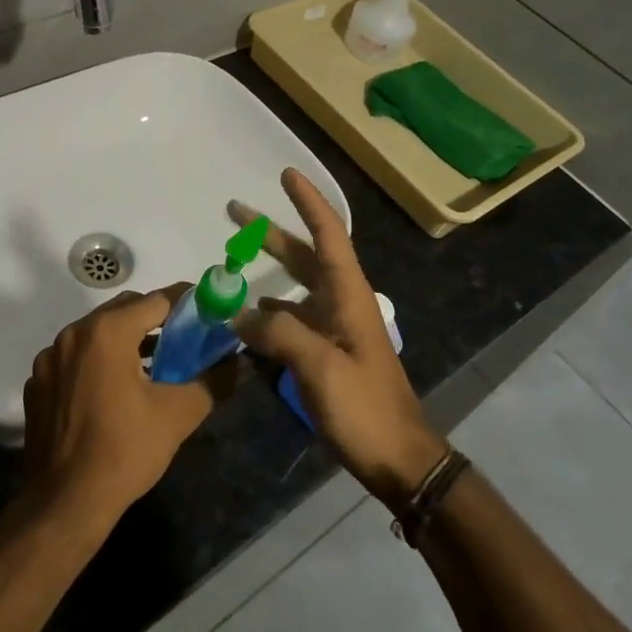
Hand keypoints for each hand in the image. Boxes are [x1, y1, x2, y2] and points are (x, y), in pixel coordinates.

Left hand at [22, 285, 230, 532]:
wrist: (64, 504)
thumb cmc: (124, 452)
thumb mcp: (178, 415)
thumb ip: (212, 380)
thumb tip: (236, 362)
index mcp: (107, 332)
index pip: (156, 300)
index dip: (186, 302)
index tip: (207, 309)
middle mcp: (73, 334)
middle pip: (124, 310)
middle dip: (155, 319)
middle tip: (183, 338)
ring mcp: (50, 358)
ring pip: (96, 332)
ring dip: (126, 339)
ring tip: (153, 364)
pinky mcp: (38, 382)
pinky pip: (75, 357)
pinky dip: (97, 361)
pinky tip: (113, 391)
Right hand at [232, 169, 447, 512]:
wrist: (399, 457)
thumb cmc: (365, 407)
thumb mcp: (320, 367)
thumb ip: (278, 332)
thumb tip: (239, 313)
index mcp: (348, 294)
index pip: (328, 233)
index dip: (308, 201)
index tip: (286, 174)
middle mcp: (342, 301)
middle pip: (305, 254)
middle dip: (272, 231)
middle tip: (235, 212)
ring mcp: (335, 327)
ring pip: (296, 285)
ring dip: (268, 268)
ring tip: (232, 261)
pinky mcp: (328, 351)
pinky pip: (292, 317)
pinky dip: (269, 308)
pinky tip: (247, 315)